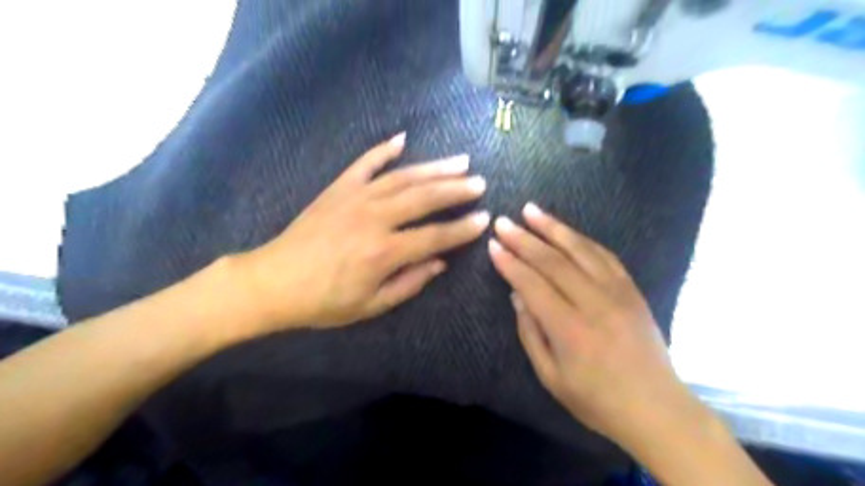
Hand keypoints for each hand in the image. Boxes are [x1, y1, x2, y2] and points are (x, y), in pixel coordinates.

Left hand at [234, 136, 493, 331]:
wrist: (273, 282)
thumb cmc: (323, 301)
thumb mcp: (371, 305)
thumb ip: (410, 282)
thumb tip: (441, 262)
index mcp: (384, 252)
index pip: (435, 236)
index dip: (463, 229)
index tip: (485, 218)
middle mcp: (375, 218)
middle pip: (424, 198)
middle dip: (456, 189)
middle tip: (479, 182)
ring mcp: (355, 197)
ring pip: (403, 177)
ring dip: (434, 168)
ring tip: (459, 161)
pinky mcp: (338, 188)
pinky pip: (365, 163)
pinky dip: (383, 150)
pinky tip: (402, 139)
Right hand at [489, 204, 697, 448]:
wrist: (656, 408)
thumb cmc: (597, 400)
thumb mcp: (551, 376)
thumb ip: (531, 333)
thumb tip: (517, 295)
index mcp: (570, 329)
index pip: (532, 284)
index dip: (510, 262)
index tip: (493, 245)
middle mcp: (594, 303)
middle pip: (553, 261)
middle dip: (524, 238)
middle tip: (503, 221)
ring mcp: (618, 293)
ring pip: (580, 250)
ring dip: (553, 227)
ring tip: (531, 210)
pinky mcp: (632, 290)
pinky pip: (605, 256)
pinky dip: (582, 240)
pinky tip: (567, 230)